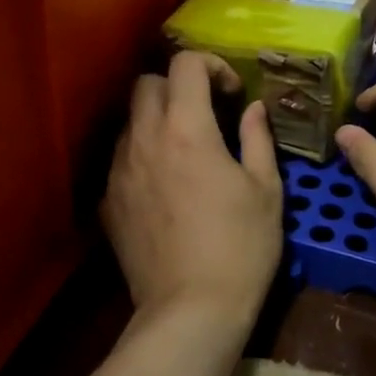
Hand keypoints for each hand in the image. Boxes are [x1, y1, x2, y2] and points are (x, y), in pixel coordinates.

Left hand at [103, 52, 282, 331]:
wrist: (191, 311)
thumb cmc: (241, 246)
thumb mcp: (266, 189)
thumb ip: (257, 138)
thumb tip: (253, 109)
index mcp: (187, 129)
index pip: (185, 65)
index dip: (212, 65)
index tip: (232, 93)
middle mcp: (144, 140)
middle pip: (147, 83)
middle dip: (177, 86)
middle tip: (206, 112)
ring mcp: (119, 171)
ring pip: (130, 121)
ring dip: (157, 120)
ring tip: (185, 149)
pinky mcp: (109, 202)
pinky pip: (122, 160)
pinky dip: (143, 156)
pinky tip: (165, 186)